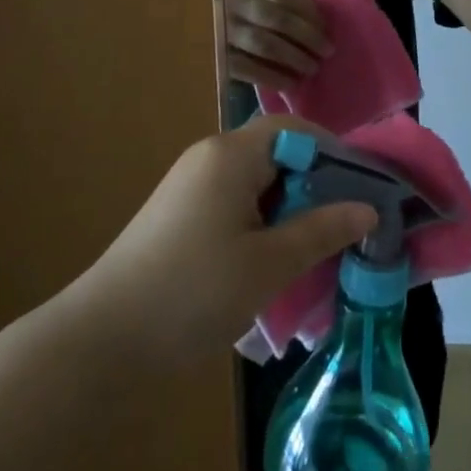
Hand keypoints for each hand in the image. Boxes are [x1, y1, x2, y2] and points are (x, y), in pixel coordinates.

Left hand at [70, 117, 376, 366]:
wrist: (102, 340)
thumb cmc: (193, 291)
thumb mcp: (268, 264)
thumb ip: (321, 230)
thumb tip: (368, 208)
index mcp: (231, 154)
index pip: (293, 129)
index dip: (332, 151)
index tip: (363, 187)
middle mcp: (210, 157)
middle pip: (276, 154)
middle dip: (314, 185)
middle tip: (346, 226)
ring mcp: (191, 186)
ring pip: (257, 183)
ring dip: (289, 210)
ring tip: (317, 250)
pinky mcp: (180, 215)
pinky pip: (235, 203)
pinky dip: (262, 223)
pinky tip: (273, 263)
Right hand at [223, 0, 331, 88]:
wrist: (190, 32)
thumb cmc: (234, 14)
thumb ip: (277, 3)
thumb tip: (318, 20)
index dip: (307, 10)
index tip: (325, 26)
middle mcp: (229, 3)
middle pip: (277, 19)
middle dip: (307, 36)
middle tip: (327, 51)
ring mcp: (220, 31)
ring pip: (265, 44)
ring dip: (294, 58)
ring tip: (312, 68)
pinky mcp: (216, 58)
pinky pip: (250, 69)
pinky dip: (274, 77)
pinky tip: (291, 83)